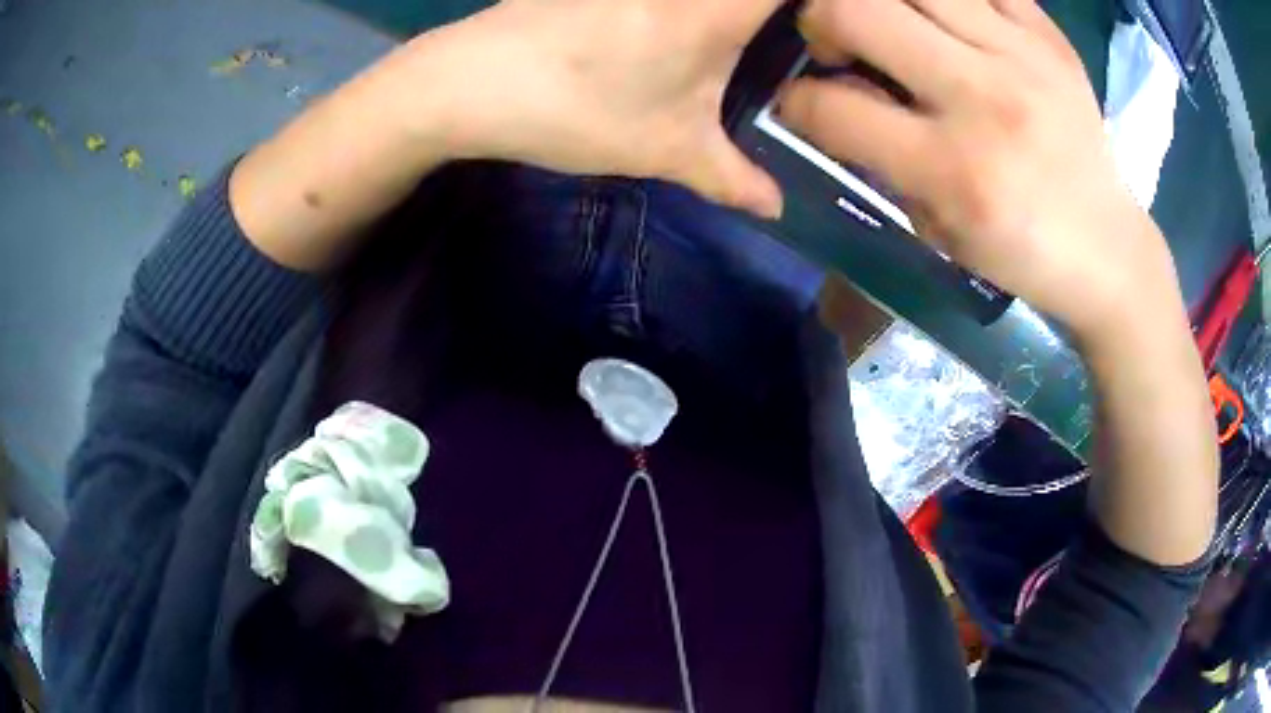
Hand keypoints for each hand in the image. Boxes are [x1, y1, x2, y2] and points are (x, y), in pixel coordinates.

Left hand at [404, 0, 784, 217]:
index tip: (823, 33)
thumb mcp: (666, 149)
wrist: (468, 81)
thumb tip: (775, 206)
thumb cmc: (577, 110)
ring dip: (728, 13)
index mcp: (717, 8)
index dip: (822, 8)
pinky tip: (667, 35)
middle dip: (770, 14)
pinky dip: (685, 9)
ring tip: (732, 42)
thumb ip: (732, 177)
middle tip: (785, 38)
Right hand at [778, 0, 1180, 339]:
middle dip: (819, 21)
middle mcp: (984, 98)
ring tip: (890, 22)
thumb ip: (878, 158)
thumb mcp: (938, 229)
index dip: (793, 100)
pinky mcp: (1049, 36)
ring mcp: (1023, 56)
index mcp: (953, 170)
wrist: (1109, 247)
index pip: (829, 106)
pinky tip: (944, 18)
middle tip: (837, 42)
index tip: (800, 100)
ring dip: (878, 0)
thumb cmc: (1022, 253)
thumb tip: (828, 94)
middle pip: (854, 10)